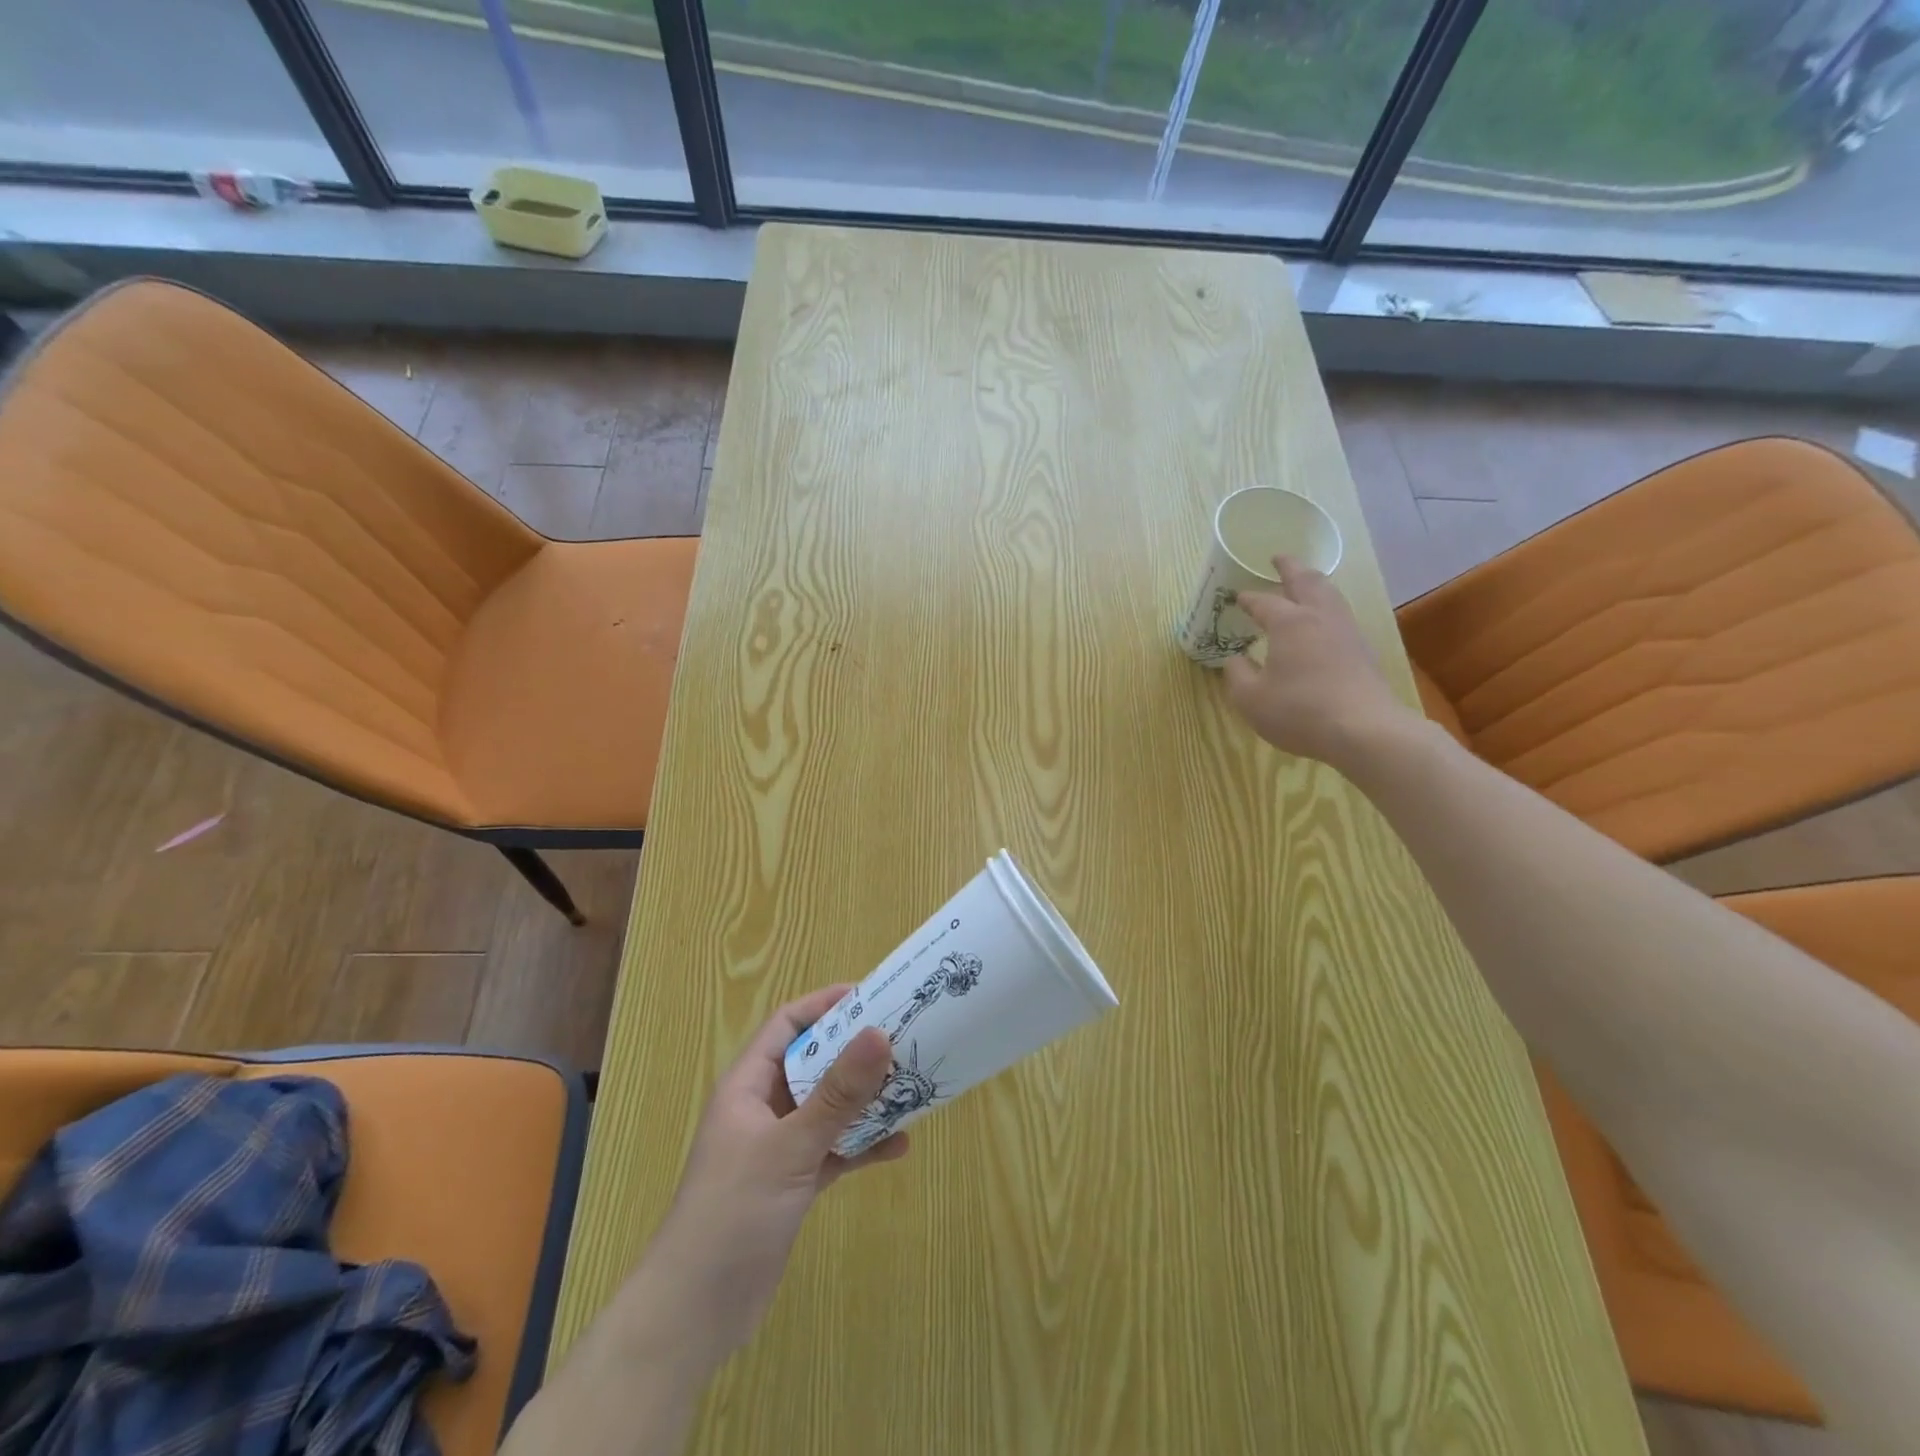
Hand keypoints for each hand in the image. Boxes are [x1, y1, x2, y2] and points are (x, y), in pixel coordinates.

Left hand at [639, 986, 906, 1361]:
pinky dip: (862, 1145)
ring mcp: (778, 1146)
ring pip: (829, 1107)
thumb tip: (879, 1033)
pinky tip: (899, 1146)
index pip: (788, 1024)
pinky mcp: (793, 1182)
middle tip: (904, 1038)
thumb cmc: (732, 1213)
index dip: (826, 1005)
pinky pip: (834, 1149)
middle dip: (856, 1052)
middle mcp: (763, 1108)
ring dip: (865, 1099)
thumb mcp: (790, 1147)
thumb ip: (838, 1094)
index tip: (873, 996)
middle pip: (814, 1063)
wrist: (694, 1313)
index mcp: (748, 1085)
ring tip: (911, 1086)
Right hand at [1222, 555, 1412, 769]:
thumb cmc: (1299, 711)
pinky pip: (1341, 616)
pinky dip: (1327, 607)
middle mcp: (1319, 618)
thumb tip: (1235, 660)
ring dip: (1314, 583)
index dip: (1248, 599)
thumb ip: (1237, 675)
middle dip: (1291, 568)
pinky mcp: (1363, 651)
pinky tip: (1323, 621)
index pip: (1264, 602)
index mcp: (1289, 623)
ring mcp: (1346, 632)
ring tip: (1305, 582)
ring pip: (1330, 595)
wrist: (1364, 730)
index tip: (1237, 597)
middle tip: (1279, 558)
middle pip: (1307, 582)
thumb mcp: (1250, 699)